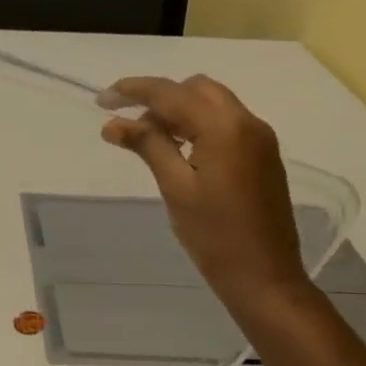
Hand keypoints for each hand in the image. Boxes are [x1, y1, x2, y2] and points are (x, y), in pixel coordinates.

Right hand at [99, 75, 312, 318]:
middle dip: (159, 98)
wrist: (264, 276)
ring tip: (148, 140)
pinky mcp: (263, 155)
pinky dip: (198, 125)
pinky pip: (225, 123)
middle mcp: (248, 122)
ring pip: (212, 104)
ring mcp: (259, 138)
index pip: (172, 93)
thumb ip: (147, 146)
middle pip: (196, 89)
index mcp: (225, 127)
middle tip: (128, 125)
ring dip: (178, 111)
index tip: (101, 100)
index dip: (133, 91)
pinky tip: (178, 150)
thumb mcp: (175, 187)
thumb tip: (113, 123)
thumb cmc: (214, 235)